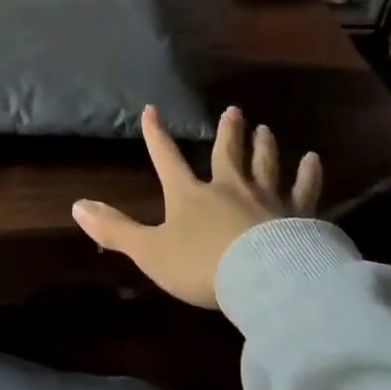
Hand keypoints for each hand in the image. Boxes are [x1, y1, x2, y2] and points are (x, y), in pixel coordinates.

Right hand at [72, 105, 321, 308]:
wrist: (264, 279)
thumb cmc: (202, 265)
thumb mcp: (150, 252)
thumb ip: (115, 231)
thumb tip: (76, 206)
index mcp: (190, 196)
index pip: (167, 160)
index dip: (156, 136)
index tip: (151, 110)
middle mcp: (229, 188)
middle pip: (227, 154)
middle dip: (228, 132)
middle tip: (234, 110)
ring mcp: (267, 199)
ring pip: (265, 165)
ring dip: (264, 146)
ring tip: (266, 128)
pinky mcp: (299, 215)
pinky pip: (305, 190)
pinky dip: (309, 175)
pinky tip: (314, 160)